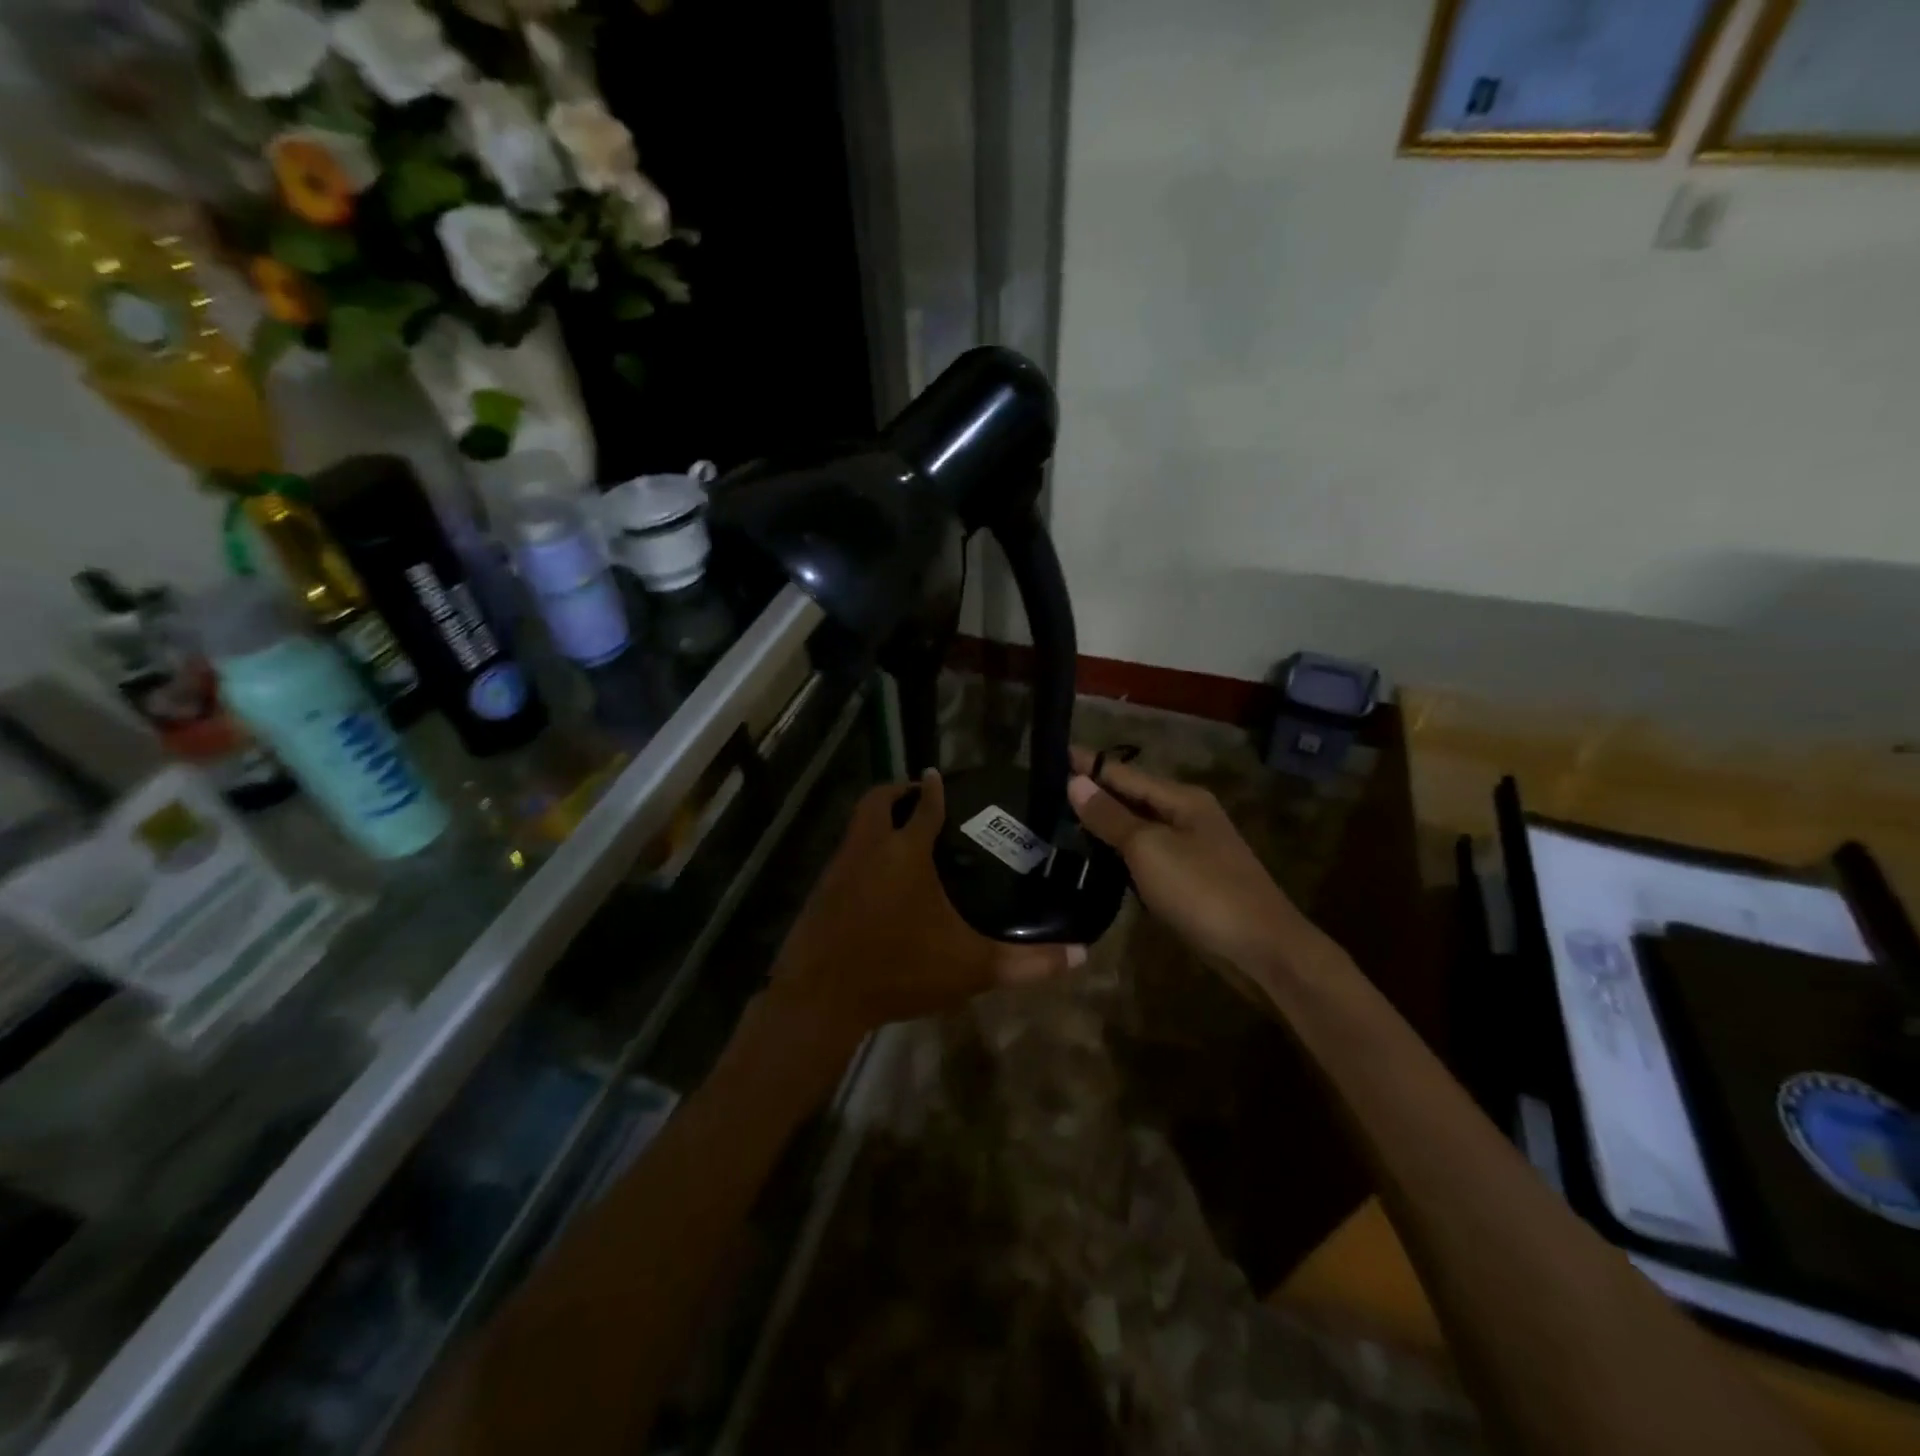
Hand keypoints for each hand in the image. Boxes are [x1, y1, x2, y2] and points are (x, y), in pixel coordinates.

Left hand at [767, 770, 1084, 1040]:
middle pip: (876, 801)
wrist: (822, 998)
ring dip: (877, 821)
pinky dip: (862, 852)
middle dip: (896, 792)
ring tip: (902, 836)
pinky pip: (844, 855)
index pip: (923, 804)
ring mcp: (838, 869)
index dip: (933, 788)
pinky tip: (877, 880)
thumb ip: (1028, 962)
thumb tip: (1080, 956)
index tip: (938, 776)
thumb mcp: (972, 967)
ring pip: (856, 827)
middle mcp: (868, 848)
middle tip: (918, 798)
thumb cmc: (901, 969)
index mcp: (906, 852)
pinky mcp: (820, 892)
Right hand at [1066, 747, 1309, 973]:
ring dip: (1105, 823)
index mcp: (1182, 798)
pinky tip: (1098, 858)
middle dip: (1094, 792)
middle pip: (1132, 796)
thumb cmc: (1203, 891)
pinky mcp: (1190, 879)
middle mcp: (1188, 815)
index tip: (1052, 754)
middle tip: (1047, 791)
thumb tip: (1075, 782)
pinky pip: (1146, 854)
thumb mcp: (1149, 849)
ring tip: (1062, 821)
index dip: (1087, 765)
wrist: (1262, 950)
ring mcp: (1192, 848)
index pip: (1123, 772)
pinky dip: (1120, 851)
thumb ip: (1110, 816)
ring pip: (1138, 826)